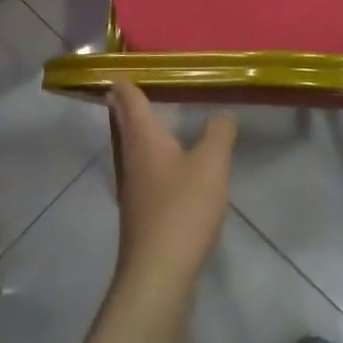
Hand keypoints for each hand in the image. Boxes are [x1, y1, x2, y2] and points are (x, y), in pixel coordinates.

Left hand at [108, 79, 235, 305]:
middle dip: (124, 105)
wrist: (158, 273)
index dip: (126, 84)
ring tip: (141, 119)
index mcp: (143, 139)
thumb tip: (222, 114)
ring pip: (128, 148)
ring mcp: (131, 188)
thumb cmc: (182, 209)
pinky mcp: (138, 212)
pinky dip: (145, 156)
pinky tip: (158, 165)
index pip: (130, 101)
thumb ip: (219, 133)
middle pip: (123, 124)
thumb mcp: (211, 164)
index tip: (120, 70)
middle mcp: (130, 158)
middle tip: (124, 88)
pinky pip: (139, 170)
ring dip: (131, 131)